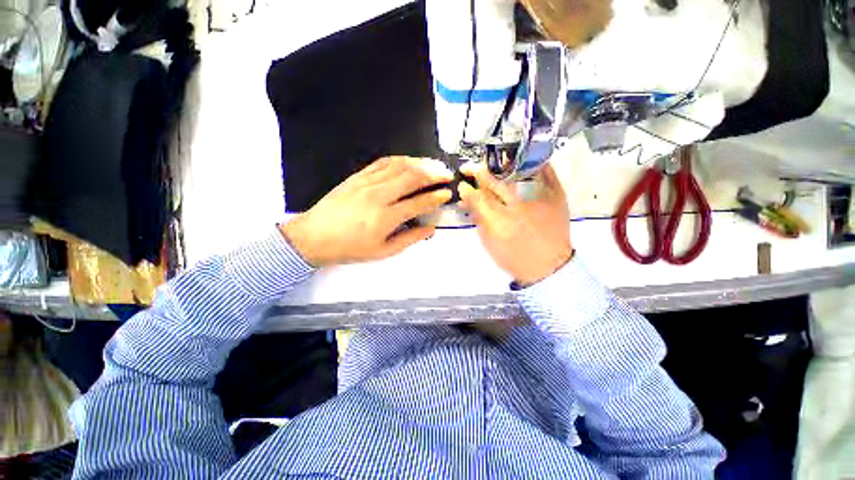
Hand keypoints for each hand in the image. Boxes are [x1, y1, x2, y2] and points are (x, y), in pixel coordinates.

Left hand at [281, 156, 452, 266]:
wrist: (314, 237)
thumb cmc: (351, 248)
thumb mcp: (383, 251)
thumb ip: (410, 239)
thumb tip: (431, 229)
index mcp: (385, 218)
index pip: (418, 203)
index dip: (436, 198)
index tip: (447, 194)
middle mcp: (378, 196)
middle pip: (412, 178)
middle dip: (434, 174)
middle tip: (447, 174)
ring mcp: (367, 182)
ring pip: (399, 166)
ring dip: (420, 163)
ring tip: (433, 165)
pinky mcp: (357, 176)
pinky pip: (383, 162)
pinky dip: (400, 159)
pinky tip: (410, 161)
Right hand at [459, 163, 572, 286]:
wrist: (549, 266)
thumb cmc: (514, 256)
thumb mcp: (489, 241)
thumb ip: (477, 217)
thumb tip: (467, 195)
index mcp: (500, 222)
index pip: (478, 197)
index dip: (468, 188)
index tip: (462, 182)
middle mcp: (519, 206)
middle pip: (496, 181)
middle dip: (481, 172)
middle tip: (471, 168)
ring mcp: (541, 198)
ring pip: (518, 170)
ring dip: (502, 164)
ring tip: (493, 163)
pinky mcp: (557, 194)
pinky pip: (545, 170)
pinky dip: (532, 162)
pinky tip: (521, 160)